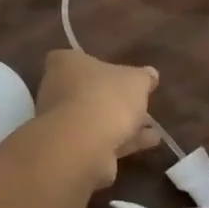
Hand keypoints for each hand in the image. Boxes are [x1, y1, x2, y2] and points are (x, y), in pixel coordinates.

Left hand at [34, 49, 160, 187]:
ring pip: (95, 119)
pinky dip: (124, 141)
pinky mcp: (71, 149)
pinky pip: (101, 141)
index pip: (72, 58)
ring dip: (123, 123)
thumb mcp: (135, 81)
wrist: (84, 145)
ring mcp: (61, 122)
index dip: (94, 64)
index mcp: (65, 64)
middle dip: (113, 98)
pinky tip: (150, 142)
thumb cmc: (106, 97)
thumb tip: (150, 74)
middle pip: (86, 90)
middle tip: (139, 102)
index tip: (115, 72)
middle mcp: (56, 90)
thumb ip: (143, 77)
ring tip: (152, 126)